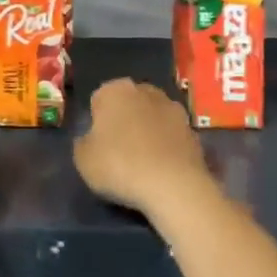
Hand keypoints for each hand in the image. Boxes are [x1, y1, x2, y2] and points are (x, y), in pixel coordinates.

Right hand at [74, 78, 213, 220]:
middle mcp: (145, 90)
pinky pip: (171, 136)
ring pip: (152, 117)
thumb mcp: (83, 159)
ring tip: (142, 162)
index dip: (96, 122)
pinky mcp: (193, 130)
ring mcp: (173, 108)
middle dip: (124, 120)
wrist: (174, 186)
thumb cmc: (120, 165)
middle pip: (128, 104)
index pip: (98, 100)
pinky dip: (166, 146)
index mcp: (115, 90)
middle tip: (118, 151)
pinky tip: (161, 169)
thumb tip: (91, 139)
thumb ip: (83, 142)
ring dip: (147, 131)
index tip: (97, 144)